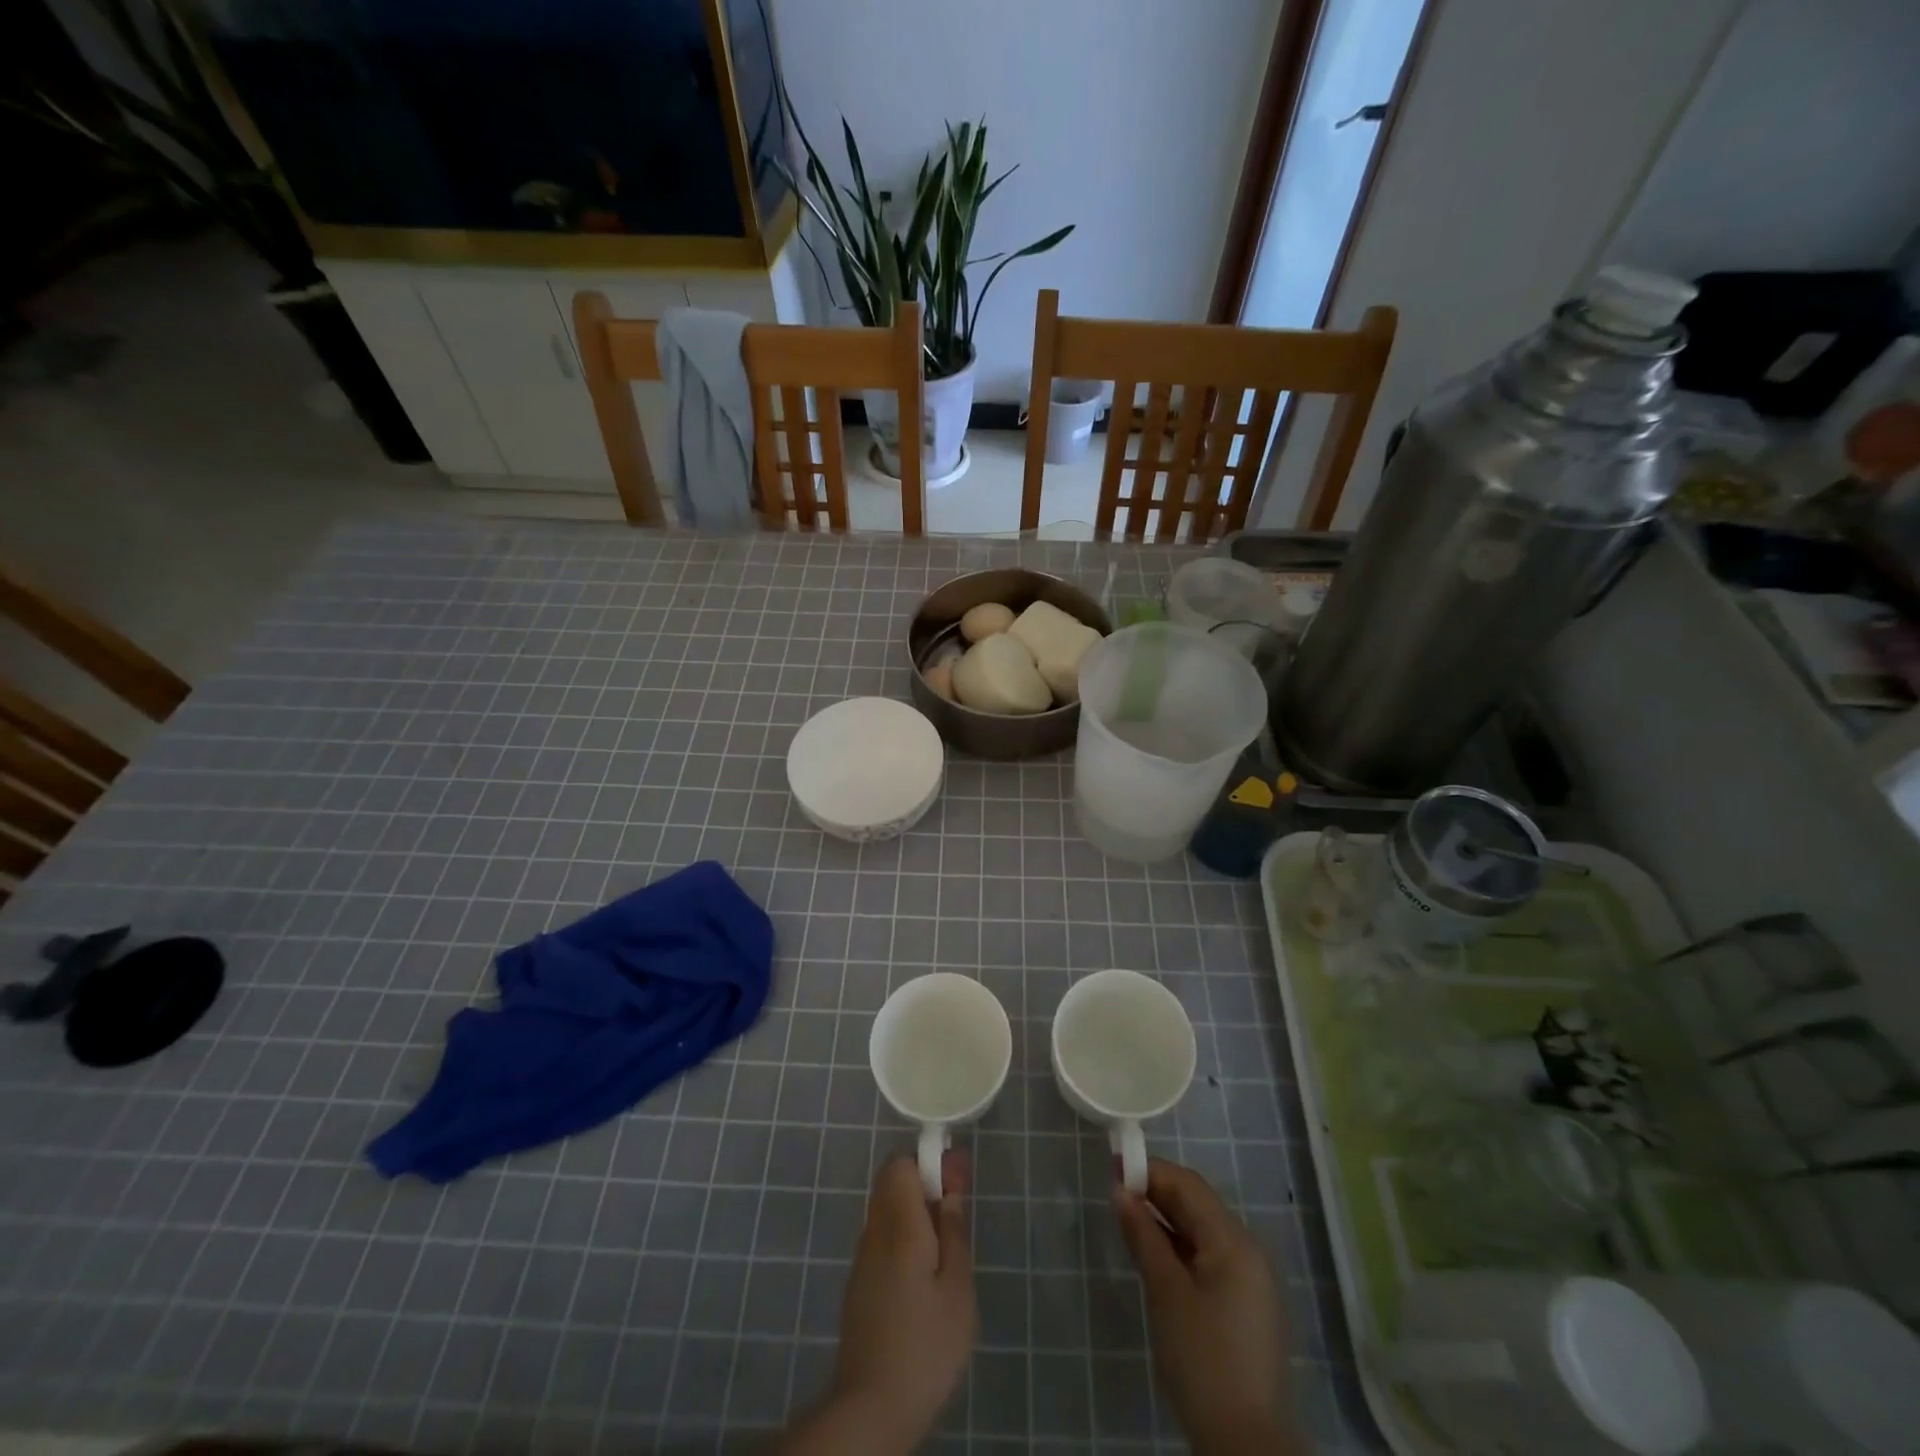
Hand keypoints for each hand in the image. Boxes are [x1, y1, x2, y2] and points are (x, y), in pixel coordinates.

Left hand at [778, 1151, 973, 1453]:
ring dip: (915, 1211)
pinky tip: (924, 1273)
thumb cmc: (925, 1345)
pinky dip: (903, 1237)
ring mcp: (862, 1259)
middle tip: (956, 1208)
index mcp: (899, 1225)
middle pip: (892, 1183)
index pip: (901, 1164)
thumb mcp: (958, 1288)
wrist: (871, 1408)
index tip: (957, 1177)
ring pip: (886, 1211)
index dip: (929, 1161)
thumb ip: (954, 1232)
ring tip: (947, 1244)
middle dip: (924, 1184)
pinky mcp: (859, 1285)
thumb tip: (950, 1190)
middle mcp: (875, 1232)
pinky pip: (882, 1239)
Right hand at [1115, 1158, 1295, 1455]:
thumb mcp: (1166, 1292)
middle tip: (1114, 1191)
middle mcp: (1246, 1251)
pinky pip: (1207, 1257)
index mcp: (1234, 1241)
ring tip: (1127, 1219)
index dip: (1150, 1170)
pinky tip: (1153, 1253)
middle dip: (1156, 1192)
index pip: (1188, 1185)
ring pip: (1201, 1231)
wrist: (1245, 1444)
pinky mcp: (1242, 1305)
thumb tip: (1121, 1192)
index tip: (1112, 1166)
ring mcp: (1248, 1280)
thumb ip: (1144, 1236)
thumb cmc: (1203, 1359)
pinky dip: (1178, 1247)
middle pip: (1197, 1205)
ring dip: (1165, 1220)